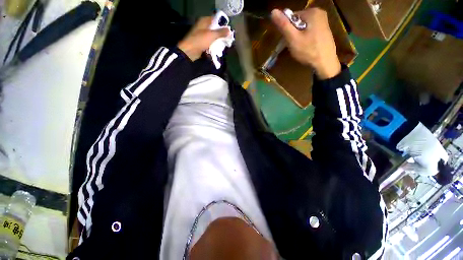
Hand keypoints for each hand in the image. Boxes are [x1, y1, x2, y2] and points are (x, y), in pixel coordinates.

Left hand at [178, 16, 230, 61]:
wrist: (189, 51)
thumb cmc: (200, 40)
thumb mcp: (212, 35)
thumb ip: (221, 32)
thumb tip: (229, 30)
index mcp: (204, 21)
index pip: (216, 19)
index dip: (222, 24)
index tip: (228, 30)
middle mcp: (203, 26)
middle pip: (215, 29)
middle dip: (221, 34)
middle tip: (227, 39)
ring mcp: (202, 35)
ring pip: (213, 36)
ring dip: (218, 41)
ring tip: (224, 44)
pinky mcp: (202, 43)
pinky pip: (210, 43)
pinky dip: (214, 45)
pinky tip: (218, 49)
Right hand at [271, 8, 340, 78]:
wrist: (325, 64)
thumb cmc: (308, 51)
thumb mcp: (293, 38)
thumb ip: (283, 25)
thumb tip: (273, 11)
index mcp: (312, 12)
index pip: (292, 17)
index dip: (287, 30)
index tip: (289, 41)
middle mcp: (319, 13)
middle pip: (298, 22)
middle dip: (293, 34)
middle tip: (295, 46)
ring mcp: (323, 22)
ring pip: (303, 28)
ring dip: (298, 38)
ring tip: (300, 48)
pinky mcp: (324, 30)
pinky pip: (309, 32)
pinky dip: (305, 39)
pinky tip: (306, 48)